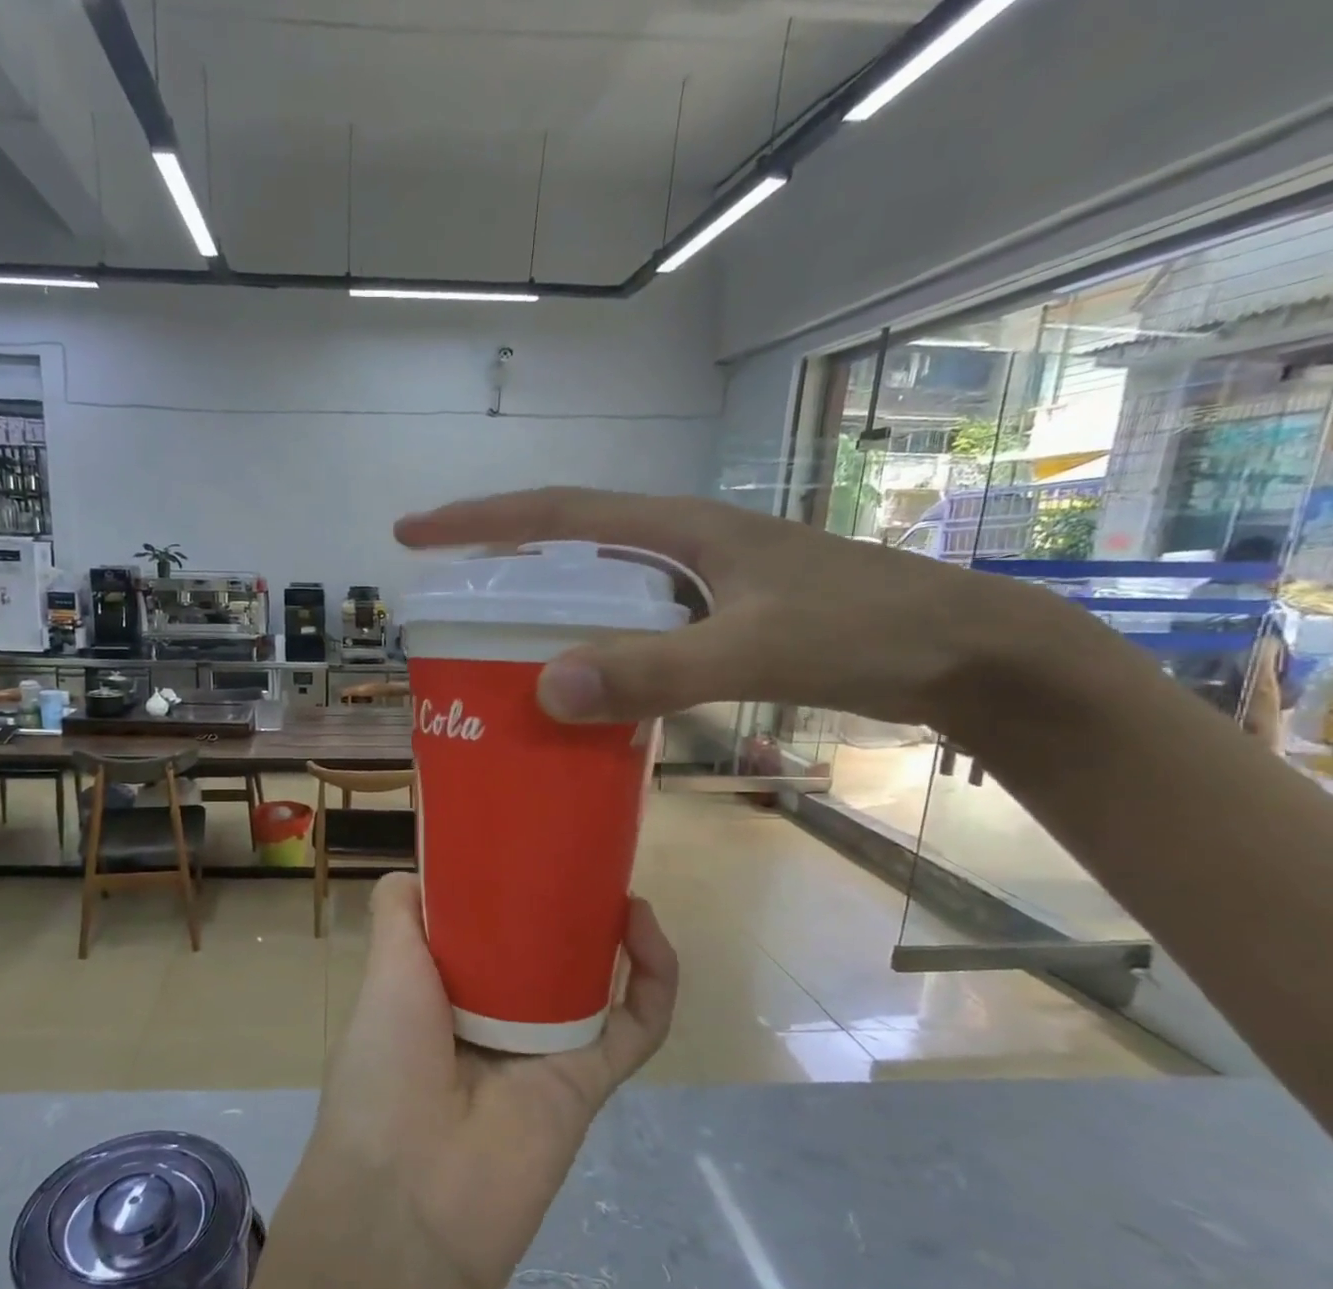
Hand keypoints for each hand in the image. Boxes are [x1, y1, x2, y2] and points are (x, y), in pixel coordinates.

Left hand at [309, 873, 677, 1288]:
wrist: (413, 1194)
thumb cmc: (386, 1064)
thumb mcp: (383, 972)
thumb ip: (396, 914)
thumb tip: (417, 869)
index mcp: (445, 989)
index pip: (485, 929)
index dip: (506, 891)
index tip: (525, 847)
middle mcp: (498, 1014)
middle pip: (545, 950)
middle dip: (566, 907)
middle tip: (581, 861)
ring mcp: (547, 1047)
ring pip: (598, 982)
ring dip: (615, 934)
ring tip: (617, 888)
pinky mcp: (590, 1079)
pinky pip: (636, 1026)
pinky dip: (653, 980)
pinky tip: (644, 929)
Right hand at [395, 485, 1073, 731]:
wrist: (968, 653)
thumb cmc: (868, 633)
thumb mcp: (759, 649)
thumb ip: (658, 668)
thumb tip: (547, 685)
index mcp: (678, 529)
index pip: (556, 511)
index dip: (479, 520)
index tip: (412, 531)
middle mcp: (681, 547)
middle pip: (568, 545)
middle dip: (499, 564)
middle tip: (443, 602)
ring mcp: (702, 583)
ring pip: (598, 588)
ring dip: (544, 608)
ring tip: (493, 643)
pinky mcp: (719, 618)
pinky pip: (632, 625)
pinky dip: (592, 644)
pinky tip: (581, 679)